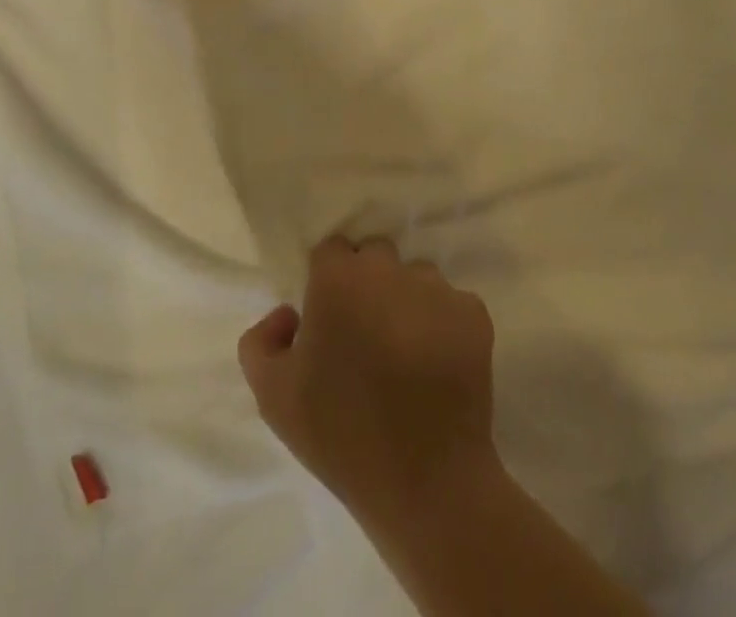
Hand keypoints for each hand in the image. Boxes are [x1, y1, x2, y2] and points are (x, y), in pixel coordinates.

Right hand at [239, 237, 500, 528]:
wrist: (426, 483)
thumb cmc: (341, 436)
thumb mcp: (273, 397)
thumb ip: (262, 341)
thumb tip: (288, 314)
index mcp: (339, 278)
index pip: (331, 251)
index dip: (328, 280)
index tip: (329, 317)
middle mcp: (388, 269)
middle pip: (375, 256)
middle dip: (367, 283)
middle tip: (364, 335)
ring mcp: (436, 288)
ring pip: (415, 277)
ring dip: (406, 301)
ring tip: (403, 353)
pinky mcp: (473, 313)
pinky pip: (451, 304)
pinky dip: (443, 325)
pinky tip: (435, 365)